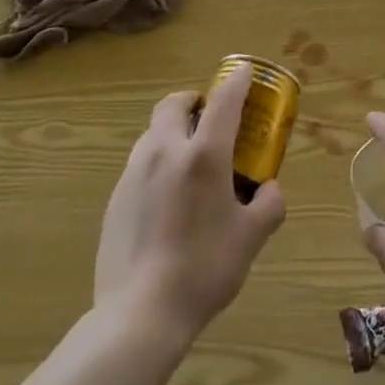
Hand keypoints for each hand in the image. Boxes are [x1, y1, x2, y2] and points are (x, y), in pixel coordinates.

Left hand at [94, 61, 285, 342]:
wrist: (139, 314)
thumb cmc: (204, 269)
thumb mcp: (251, 238)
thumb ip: (269, 205)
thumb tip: (268, 189)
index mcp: (204, 155)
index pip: (223, 100)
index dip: (237, 81)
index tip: (245, 70)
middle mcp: (166, 152)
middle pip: (173, 104)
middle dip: (192, 101)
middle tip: (209, 118)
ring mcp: (134, 173)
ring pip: (153, 133)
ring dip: (173, 132)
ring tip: (189, 161)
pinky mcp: (116, 198)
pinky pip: (140, 164)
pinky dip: (157, 163)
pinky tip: (167, 199)